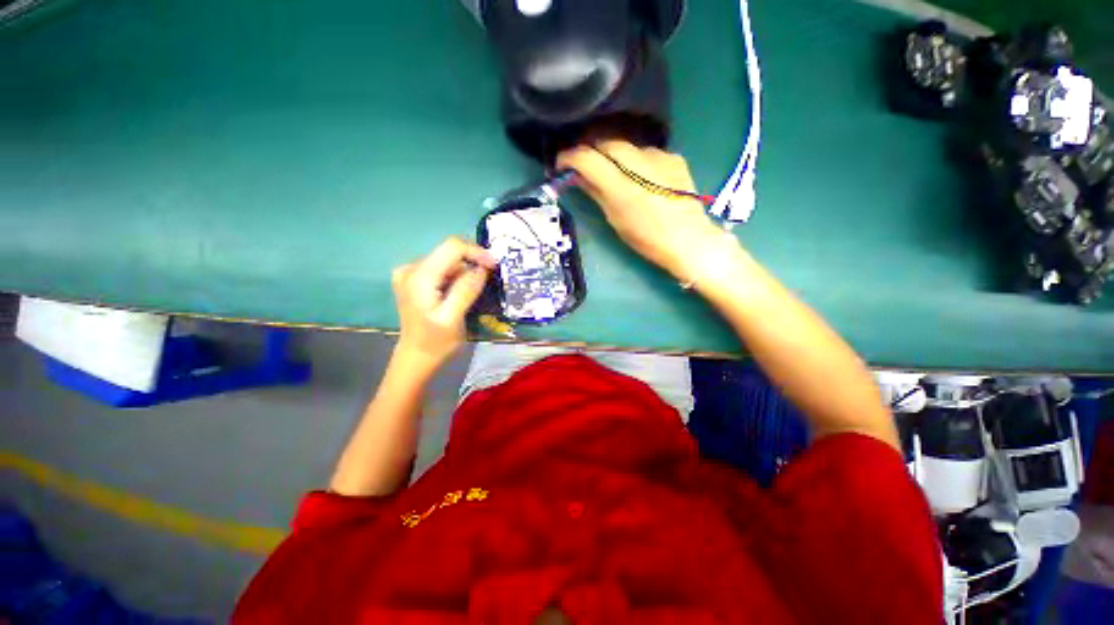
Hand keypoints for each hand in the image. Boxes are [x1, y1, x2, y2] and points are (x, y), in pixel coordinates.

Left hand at [392, 237, 495, 370]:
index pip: (451, 247)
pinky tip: (461, 292)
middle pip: (449, 253)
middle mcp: (411, 268)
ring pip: (448, 261)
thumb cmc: (436, 342)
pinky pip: (443, 268)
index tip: (494, 266)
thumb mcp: (453, 319)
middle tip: (489, 280)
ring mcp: (411, 273)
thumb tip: (482, 269)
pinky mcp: (415, 279)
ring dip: (466, 272)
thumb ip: (465, 291)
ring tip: (475, 292)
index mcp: (419, 277)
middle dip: (473, 263)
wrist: (416, 357)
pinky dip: (457, 276)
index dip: (476, 252)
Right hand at [557, 141, 725, 281]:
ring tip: (613, 170)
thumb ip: (597, 193)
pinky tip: (640, 175)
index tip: (561, 163)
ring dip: (614, 154)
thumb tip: (579, 177)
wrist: (689, 240)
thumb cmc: (647, 239)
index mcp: (622, 188)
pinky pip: (647, 151)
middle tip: (584, 163)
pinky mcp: (674, 157)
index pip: (587, 158)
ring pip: (627, 146)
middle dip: (591, 150)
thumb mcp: (615, 220)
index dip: (569, 157)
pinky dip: (636, 160)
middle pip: (606, 143)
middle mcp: (640, 165)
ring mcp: (660, 158)